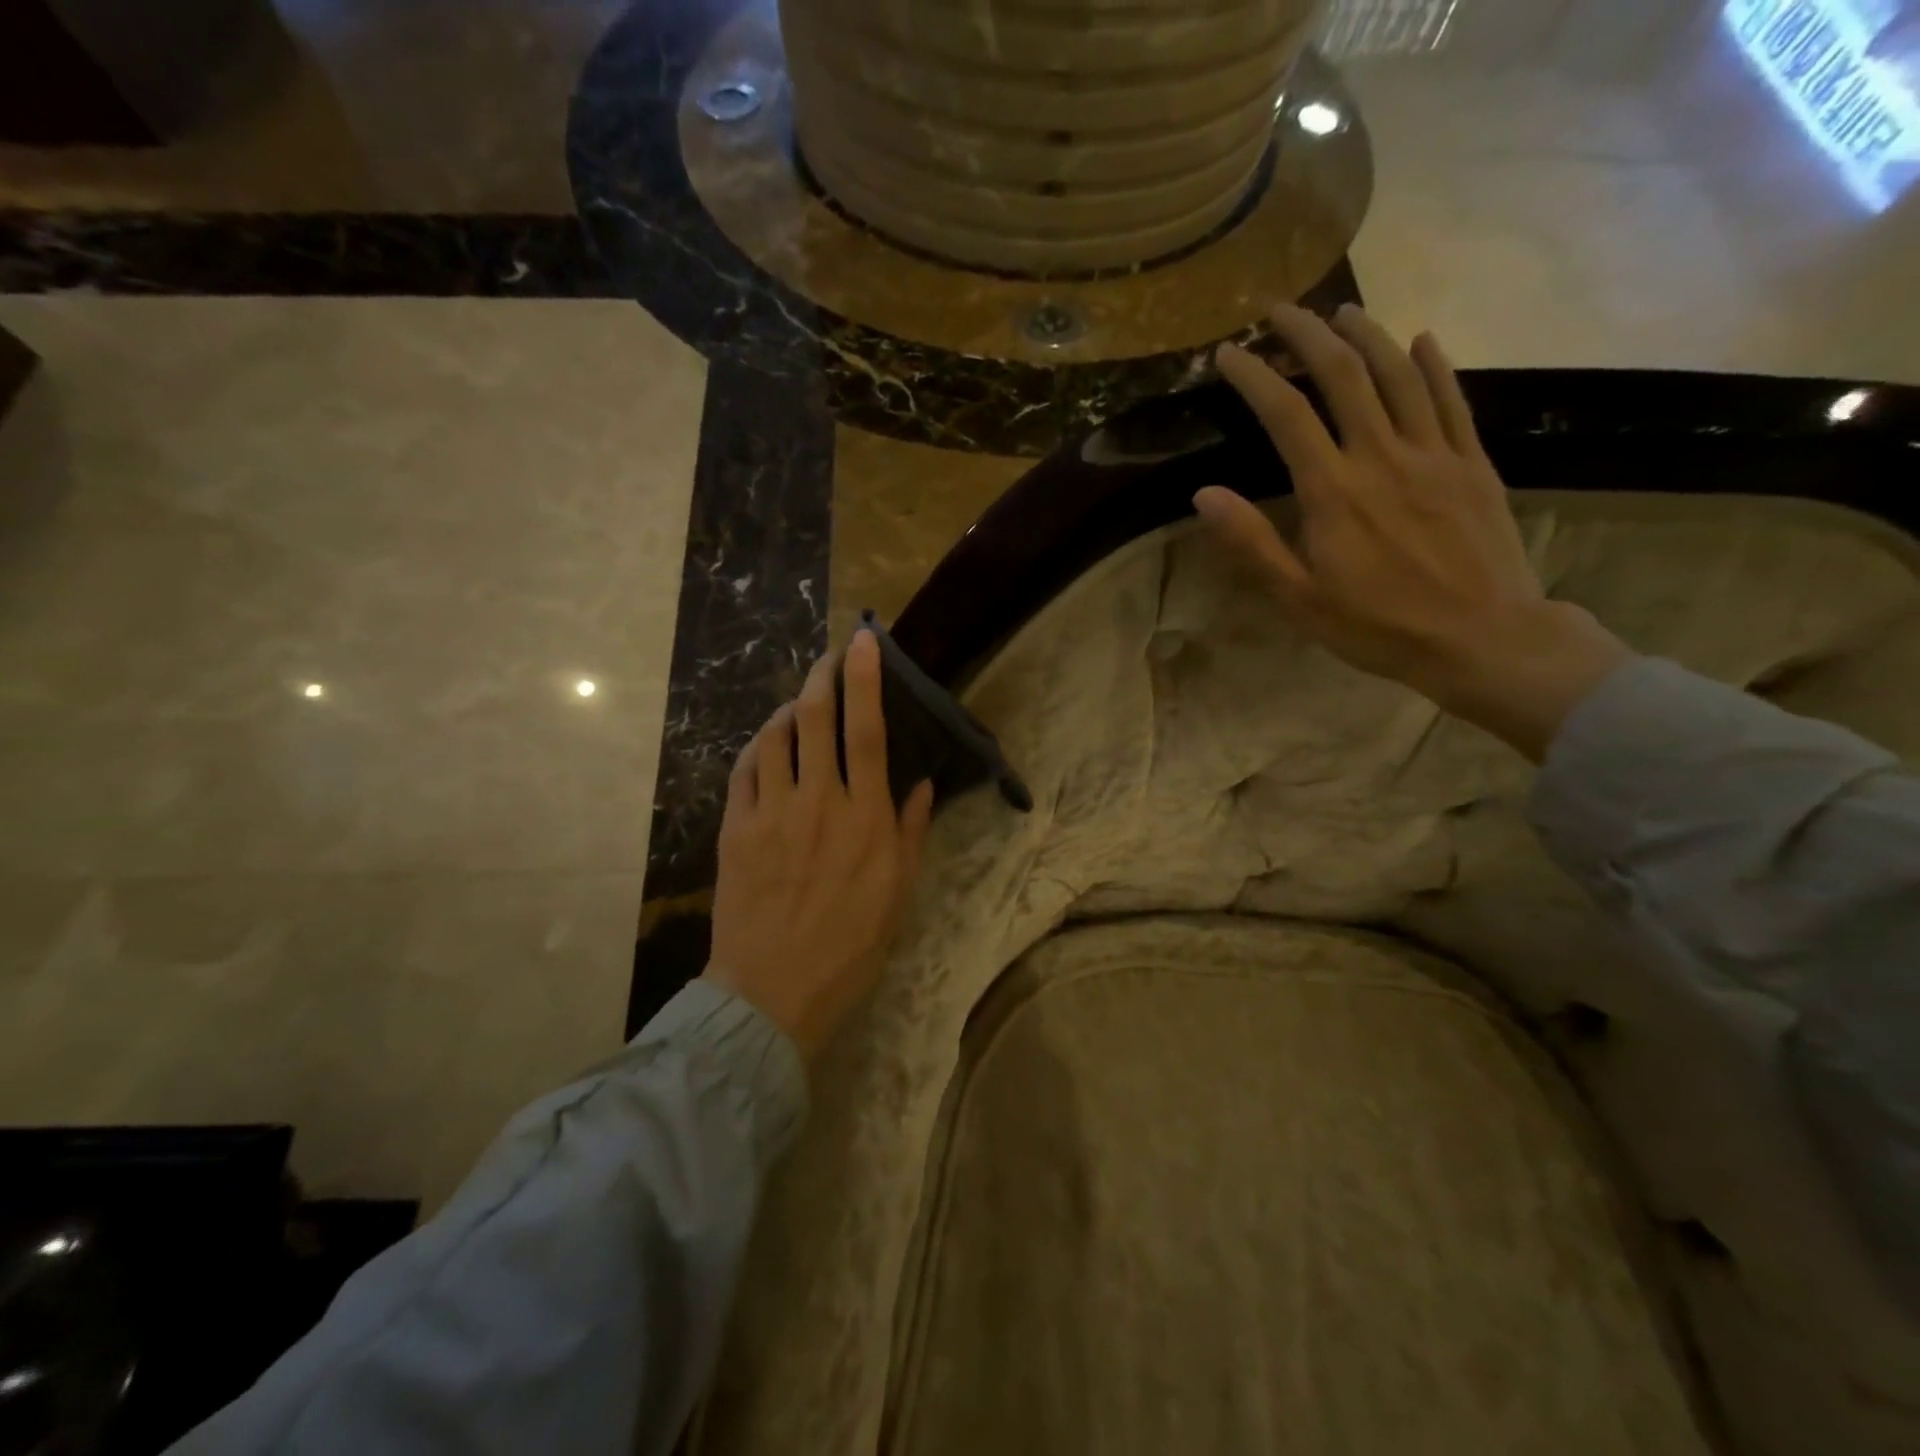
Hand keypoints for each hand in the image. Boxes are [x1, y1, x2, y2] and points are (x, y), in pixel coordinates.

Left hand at [704, 630, 935, 1058]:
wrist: (774, 991)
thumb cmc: (850, 946)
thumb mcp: (898, 893)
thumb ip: (910, 831)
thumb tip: (920, 783)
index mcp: (865, 817)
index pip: (869, 731)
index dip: (866, 679)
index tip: (864, 642)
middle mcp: (818, 802)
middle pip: (817, 718)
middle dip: (825, 675)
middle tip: (832, 655)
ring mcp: (771, 813)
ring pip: (775, 736)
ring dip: (790, 708)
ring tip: (801, 704)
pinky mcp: (735, 828)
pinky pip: (744, 769)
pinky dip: (758, 746)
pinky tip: (768, 744)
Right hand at [1196, 304, 1632, 761]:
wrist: (1482, 639)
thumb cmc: (1377, 626)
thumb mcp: (1298, 598)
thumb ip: (1251, 543)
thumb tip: (1204, 494)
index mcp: (1333, 491)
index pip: (1285, 414)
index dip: (1254, 377)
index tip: (1228, 353)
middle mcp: (1382, 456)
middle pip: (1342, 375)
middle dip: (1306, 335)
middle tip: (1280, 311)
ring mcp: (1434, 454)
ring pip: (1398, 375)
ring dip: (1367, 336)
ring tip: (1341, 313)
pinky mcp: (1472, 463)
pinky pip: (1451, 399)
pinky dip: (1433, 364)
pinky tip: (1420, 340)